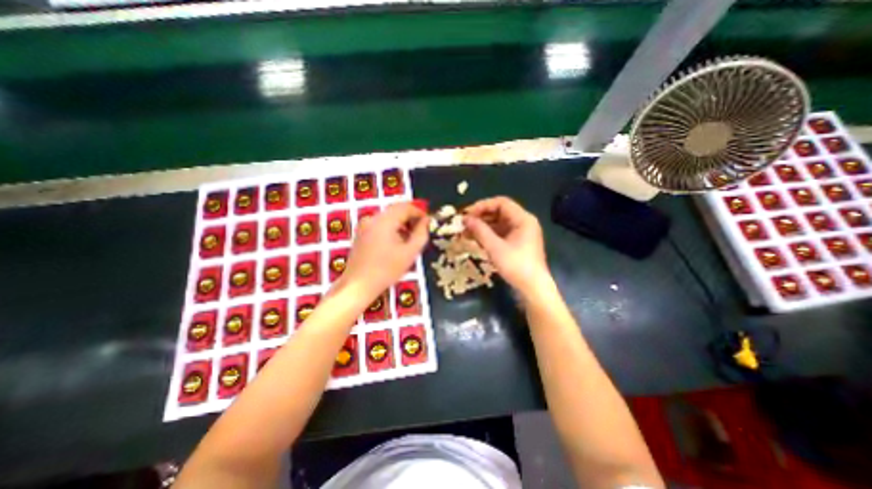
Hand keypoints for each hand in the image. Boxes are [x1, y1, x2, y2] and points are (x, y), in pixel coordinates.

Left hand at [336, 200, 428, 301]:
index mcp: (384, 221)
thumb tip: (426, 221)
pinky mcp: (361, 233)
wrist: (358, 285)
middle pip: (396, 210)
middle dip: (410, 218)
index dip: (419, 211)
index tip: (428, 222)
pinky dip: (391, 228)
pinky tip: (396, 243)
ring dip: (401, 223)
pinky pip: (380, 224)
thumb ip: (421, 234)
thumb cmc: (386, 270)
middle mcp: (372, 218)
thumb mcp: (409, 253)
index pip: (405, 206)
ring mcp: (364, 225)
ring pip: (388, 217)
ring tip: (410, 239)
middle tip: (420, 231)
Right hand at [463, 198, 550, 295]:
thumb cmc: (516, 266)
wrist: (533, 288)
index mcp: (523, 219)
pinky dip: (488, 234)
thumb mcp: (495, 247)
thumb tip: (465, 219)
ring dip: (482, 226)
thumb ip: (480, 231)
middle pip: (499, 212)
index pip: (501, 203)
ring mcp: (521, 233)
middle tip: (464, 223)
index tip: (467, 213)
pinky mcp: (517, 243)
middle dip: (481, 216)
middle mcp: (523, 222)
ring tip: (466, 232)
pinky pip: (500, 233)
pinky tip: (475, 239)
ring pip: (498, 223)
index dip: (482, 205)